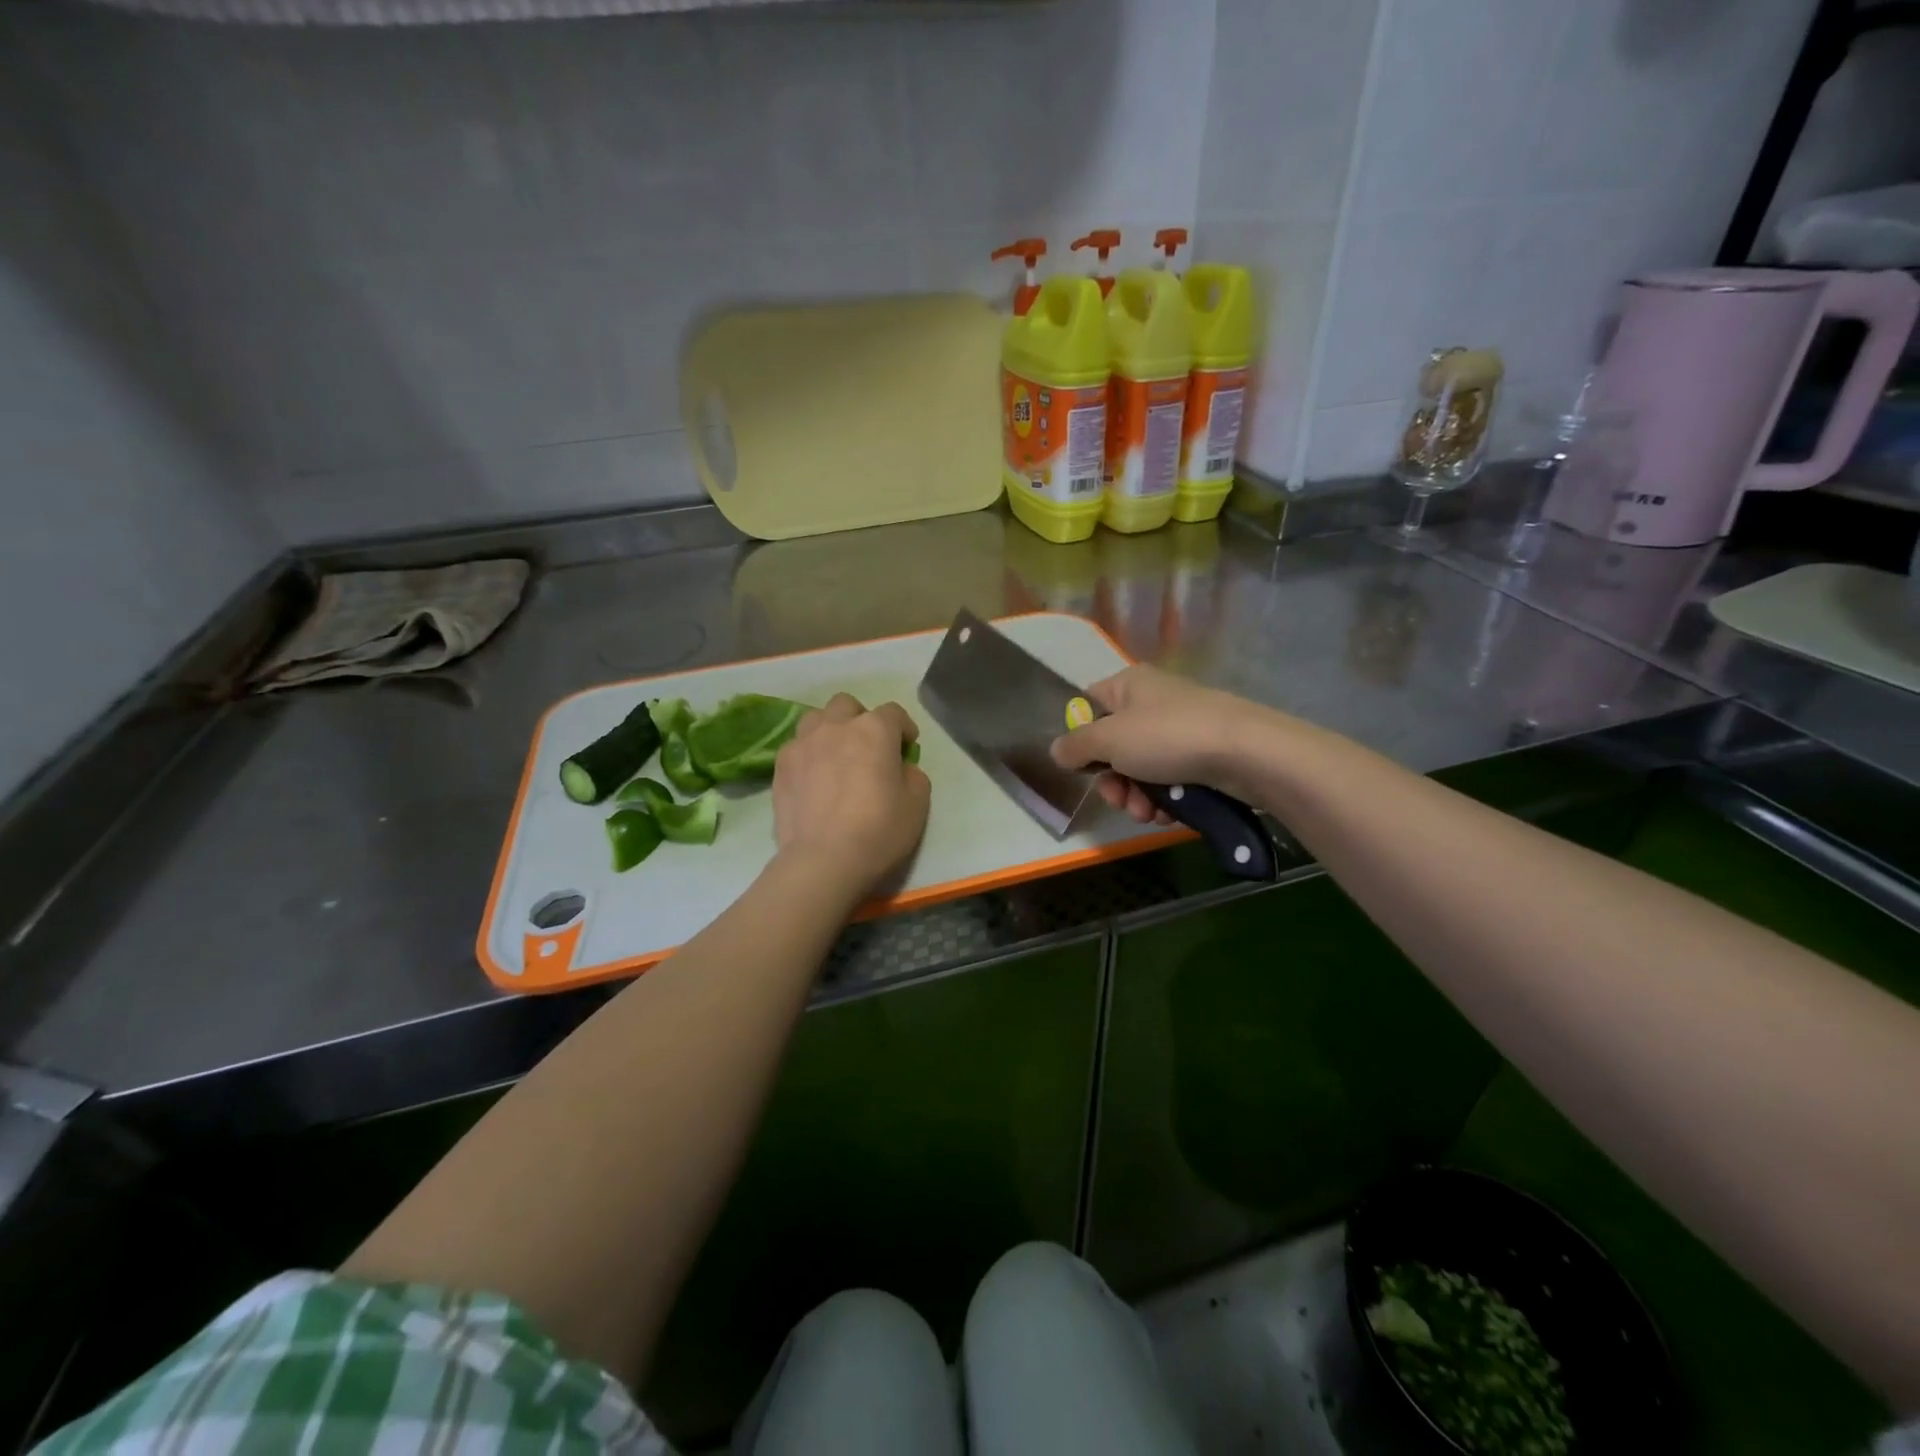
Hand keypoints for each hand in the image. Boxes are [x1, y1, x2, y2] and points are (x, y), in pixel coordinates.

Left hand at [772, 693, 930, 897]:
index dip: (903, 727)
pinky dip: (808, 754)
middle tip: (868, 747)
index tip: (907, 746)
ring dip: (829, 729)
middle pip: (847, 705)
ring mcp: (803, 743)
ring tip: (835, 755)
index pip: (893, 713)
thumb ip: (913, 775)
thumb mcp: (918, 804)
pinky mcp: (780, 766)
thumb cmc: (879, 830)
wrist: (823, 860)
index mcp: (874, 730)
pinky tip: (813, 777)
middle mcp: (836, 726)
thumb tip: (901, 768)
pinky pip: (796, 746)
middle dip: (860, 719)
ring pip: (816, 718)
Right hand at [1050, 665, 1271, 823]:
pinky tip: (1169, 815)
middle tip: (1119, 800)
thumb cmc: (1168, 737)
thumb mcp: (1109, 740)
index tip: (1082, 767)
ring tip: (1148, 814)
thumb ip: (1076, 746)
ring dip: (1137, 798)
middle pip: (1114, 746)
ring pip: (1141, 769)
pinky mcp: (1203, 756)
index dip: (1080, 738)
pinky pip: (1170, 780)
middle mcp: (1153, 702)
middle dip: (1113, 781)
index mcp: (1129, 685)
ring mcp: (1180, 729)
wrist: (1247, 753)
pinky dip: (1165, 800)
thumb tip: (1057, 751)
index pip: (1088, 706)